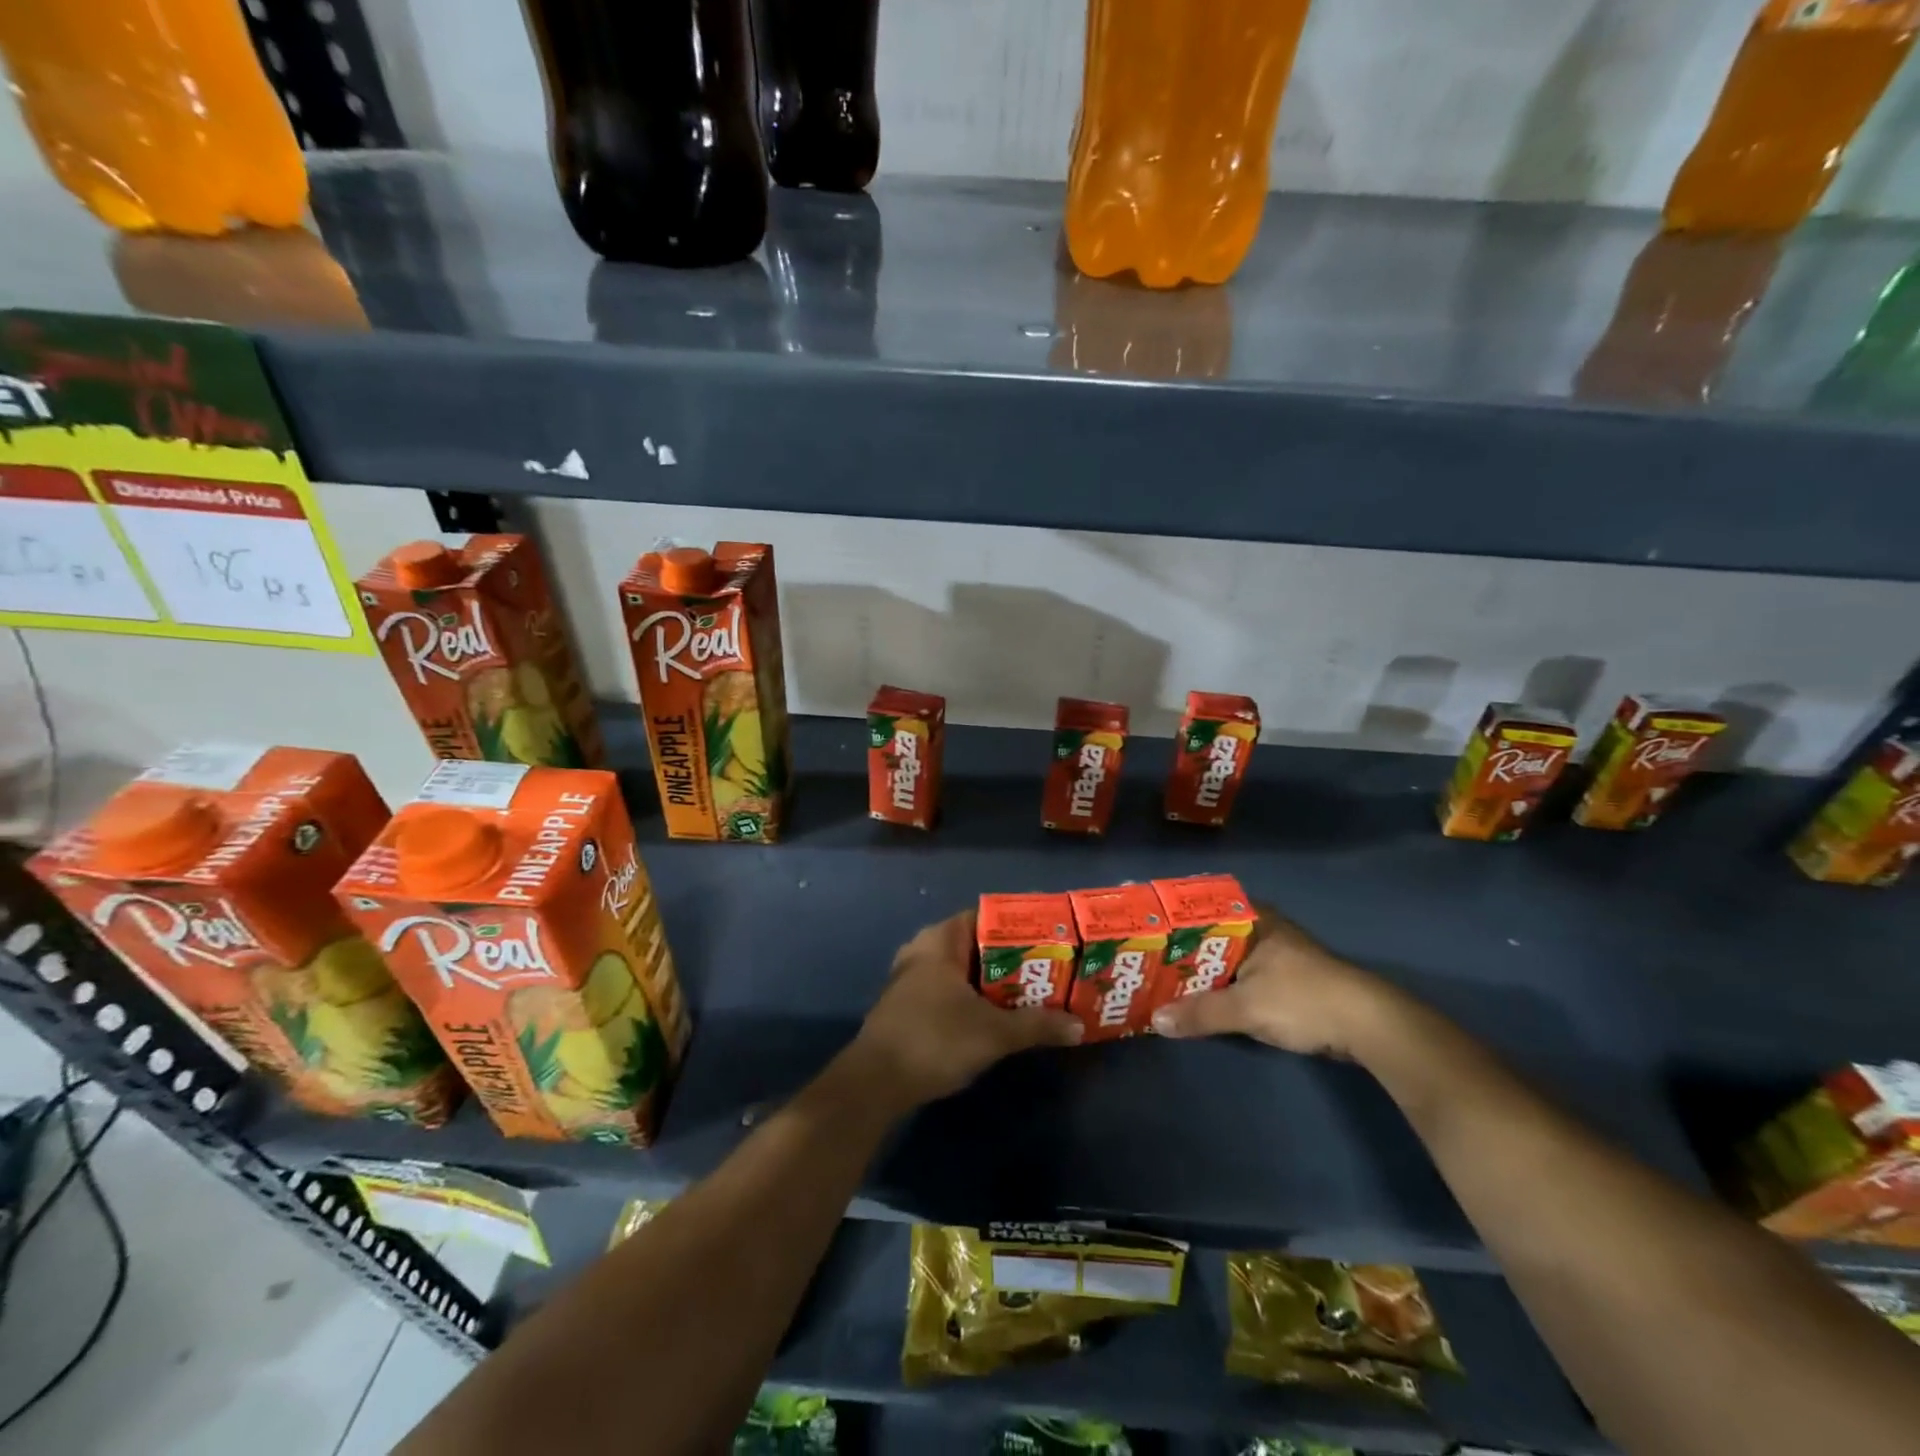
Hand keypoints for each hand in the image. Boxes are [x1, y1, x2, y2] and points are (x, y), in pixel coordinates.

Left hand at [850, 910, 1082, 1108]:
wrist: (875, 1084)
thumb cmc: (934, 1039)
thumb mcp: (993, 1033)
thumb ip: (1037, 1025)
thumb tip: (1079, 1026)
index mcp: (940, 939)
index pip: (986, 915)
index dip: (1020, 924)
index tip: (1051, 935)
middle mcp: (923, 950)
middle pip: (977, 944)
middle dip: (1013, 957)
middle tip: (1051, 967)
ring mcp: (912, 978)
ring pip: (964, 970)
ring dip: (995, 981)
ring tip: (1034, 991)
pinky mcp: (909, 1005)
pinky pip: (951, 989)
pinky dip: (975, 997)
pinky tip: (1000, 1015)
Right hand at [1150, 906, 1396, 1058]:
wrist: (1368, 1026)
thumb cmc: (1303, 999)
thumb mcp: (1246, 1007)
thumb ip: (1200, 1013)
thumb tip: (1155, 1021)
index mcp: (1253, 919)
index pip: (1201, 907)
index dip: (1171, 918)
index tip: (1142, 928)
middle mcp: (1261, 929)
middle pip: (1209, 935)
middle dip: (1179, 949)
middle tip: (1142, 959)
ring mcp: (1274, 955)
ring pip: (1224, 958)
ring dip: (1199, 971)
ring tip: (1160, 980)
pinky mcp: (1284, 981)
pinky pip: (1238, 978)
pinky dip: (1218, 987)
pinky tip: (1198, 1000)